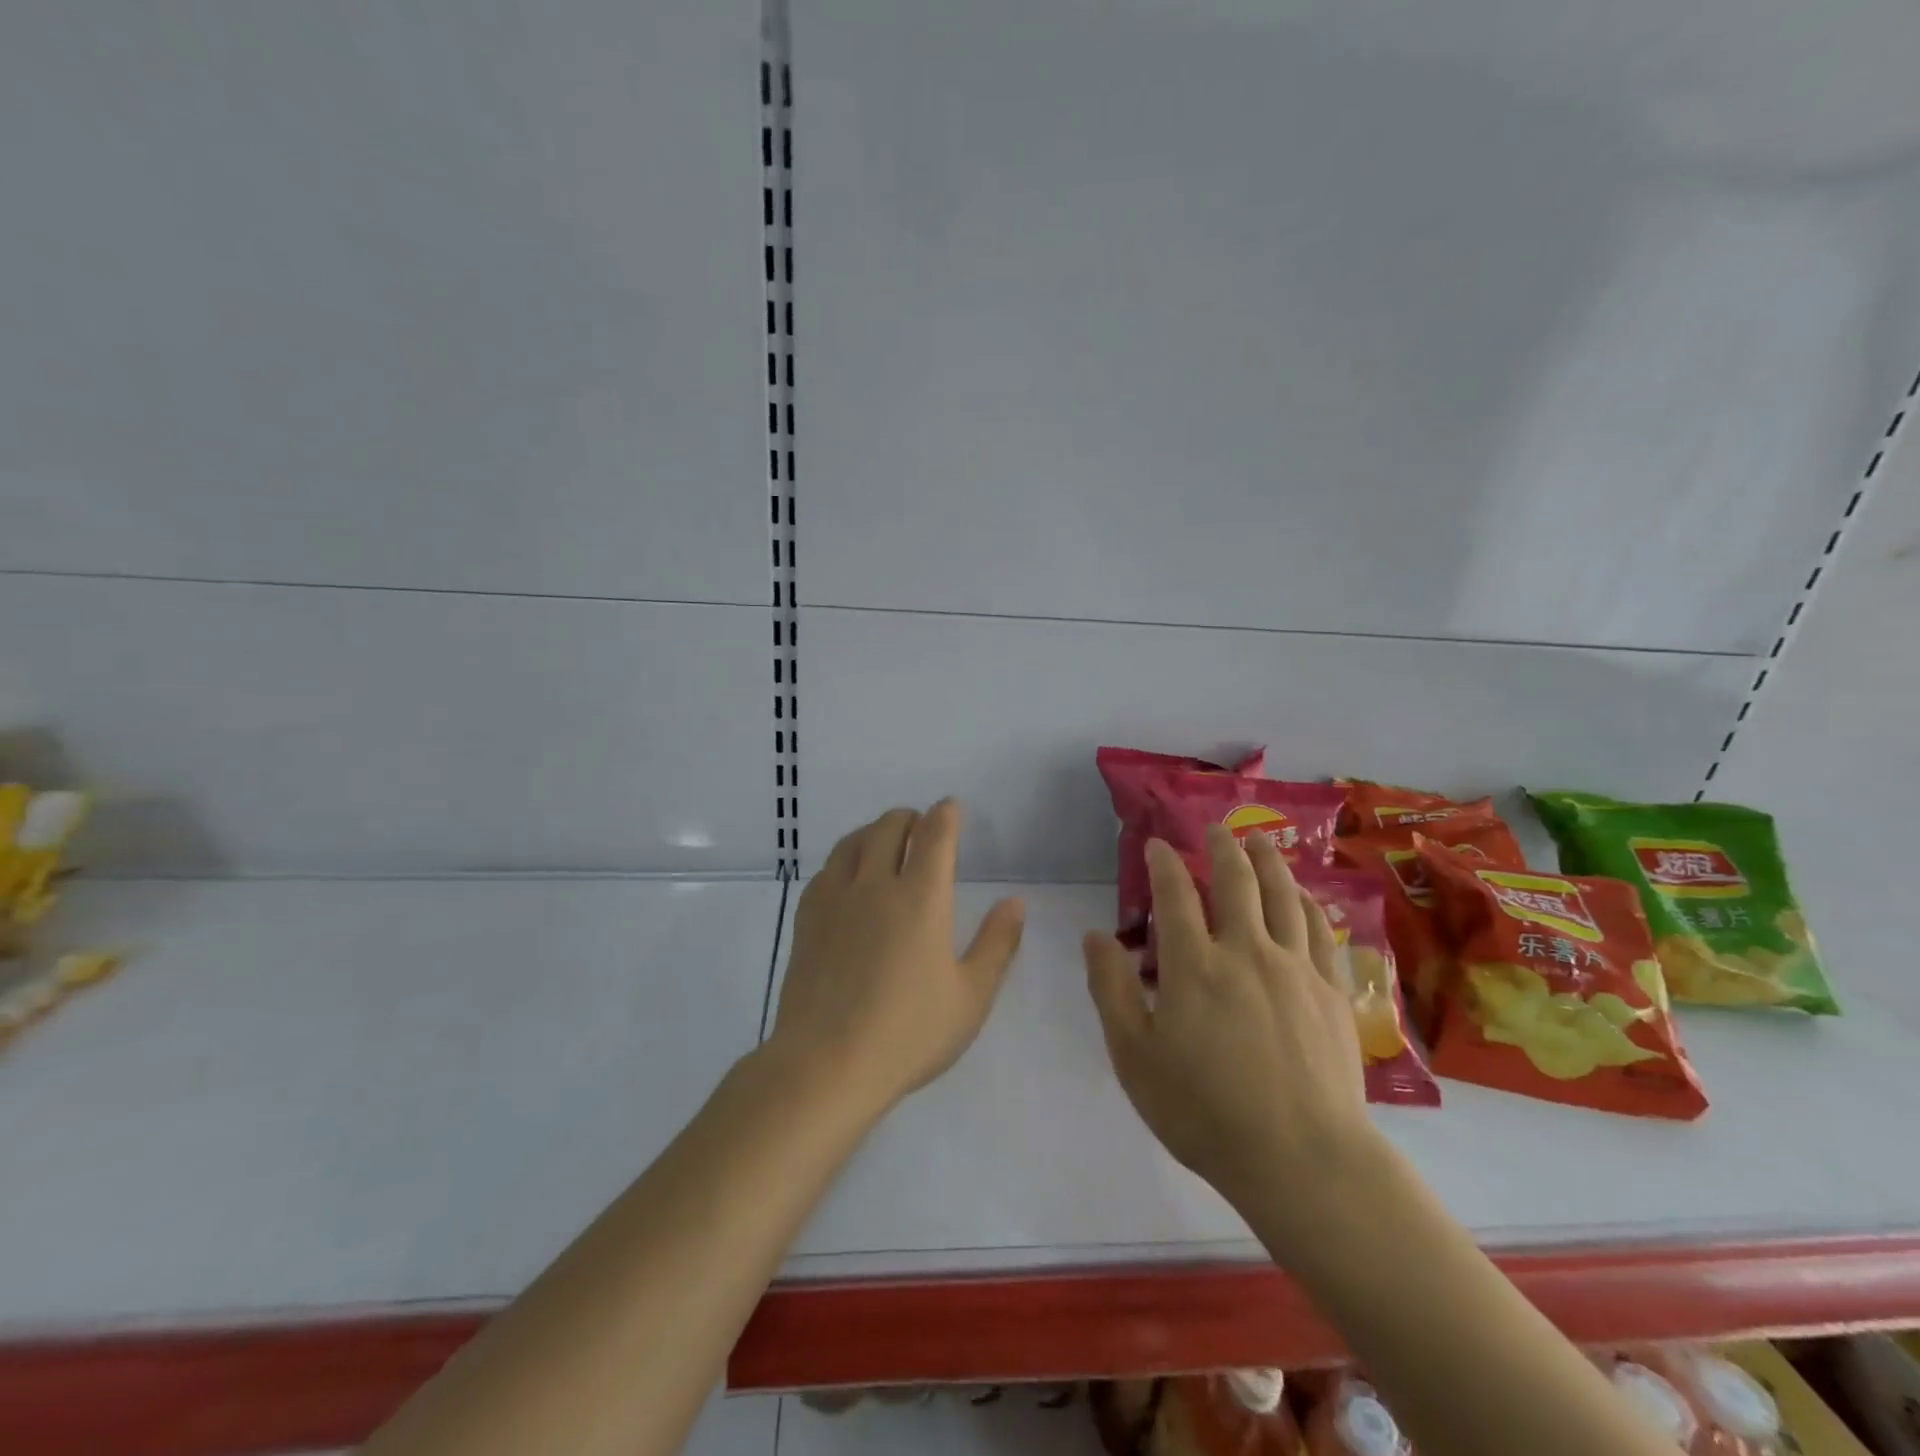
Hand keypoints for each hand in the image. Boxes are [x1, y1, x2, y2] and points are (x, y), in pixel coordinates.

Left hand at [768, 800, 1025, 1121]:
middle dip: (910, 818)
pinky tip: (848, 878)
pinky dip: (845, 859)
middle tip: (921, 829)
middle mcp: (876, 884)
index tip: (951, 809)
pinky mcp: (807, 919)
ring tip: (885, 844)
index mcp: (921, 897)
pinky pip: (826, 869)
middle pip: (890, 826)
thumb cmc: (908, 1033)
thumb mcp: (970, 996)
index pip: (934, 835)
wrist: (826, 1064)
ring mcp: (835, 899)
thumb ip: (997, 944)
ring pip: (853, 841)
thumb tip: (1015, 902)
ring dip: (874, 832)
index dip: (946, 815)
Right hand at [1084, 826, 1376, 1215]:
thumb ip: (1111, 990)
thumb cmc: (1205, 1112)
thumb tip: (1094, 936)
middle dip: (1222, 847)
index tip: (1158, 845)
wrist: (1303, 1160)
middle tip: (1215, 827)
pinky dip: (1306, 903)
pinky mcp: (1330, 991)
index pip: (1174, 895)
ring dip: (1268, 862)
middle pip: (1235, 881)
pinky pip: (1319, 930)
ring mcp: (1295, 968)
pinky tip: (1302, 896)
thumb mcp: (1134, 1057)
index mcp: (1194, 965)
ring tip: (1259, 842)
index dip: (1164, 863)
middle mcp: (1246, 951)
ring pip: (1282, 896)